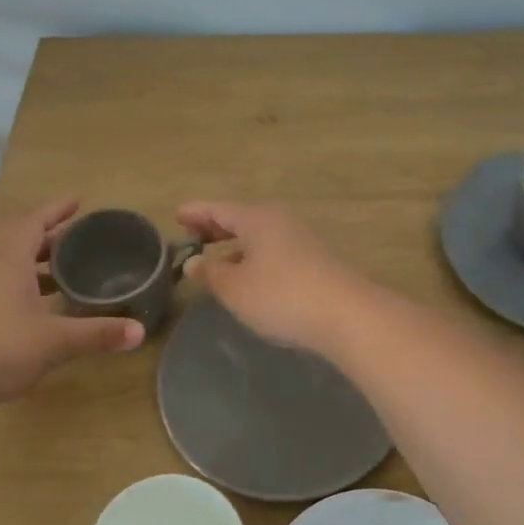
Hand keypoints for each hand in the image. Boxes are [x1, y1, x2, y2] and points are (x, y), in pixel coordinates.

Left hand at [0, 198, 142, 406]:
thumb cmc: (0, 348)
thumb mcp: (55, 340)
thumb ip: (97, 333)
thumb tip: (140, 332)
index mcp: (8, 258)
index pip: (34, 221)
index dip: (56, 209)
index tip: (78, 200)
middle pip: (19, 237)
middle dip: (49, 234)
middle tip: (78, 236)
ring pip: (7, 260)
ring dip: (34, 259)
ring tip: (64, 267)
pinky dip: (22, 280)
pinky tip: (39, 302)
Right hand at [175, 201, 368, 353]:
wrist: (346, 315)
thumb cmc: (281, 296)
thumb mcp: (235, 288)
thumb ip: (211, 273)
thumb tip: (194, 262)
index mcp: (257, 219)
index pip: (218, 209)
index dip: (196, 213)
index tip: (177, 215)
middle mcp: (280, 221)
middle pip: (241, 219)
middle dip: (216, 227)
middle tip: (193, 234)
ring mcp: (301, 240)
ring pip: (259, 236)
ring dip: (236, 245)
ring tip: (217, 260)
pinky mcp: (315, 261)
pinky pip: (274, 251)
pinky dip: (255, 257)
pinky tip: (250, 278)